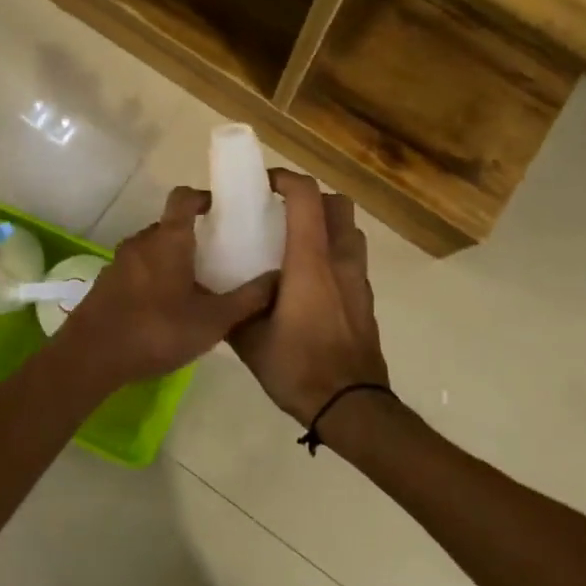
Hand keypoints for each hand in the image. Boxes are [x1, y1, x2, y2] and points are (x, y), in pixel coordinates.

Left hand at [52, 187, 276, 390]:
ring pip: (153, 250)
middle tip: (218, 257)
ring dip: (172, 260)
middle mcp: (141, 242)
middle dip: (193, 236)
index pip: (183, 197)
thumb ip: (247, 300)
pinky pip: (137, 270)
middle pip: (169, 226)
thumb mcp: (212, 321)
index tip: (221, 210)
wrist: (90, 357)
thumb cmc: (156, 330)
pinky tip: (166, 308)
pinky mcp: (106, 283)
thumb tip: (278, 278)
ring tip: (196, 286)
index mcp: (168, 239)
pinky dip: (154, 278)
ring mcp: (119, 262)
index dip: (203, 197)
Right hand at [229, 170, 388, 424]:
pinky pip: (352, 260)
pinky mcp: (365, 301)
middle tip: (283, 214)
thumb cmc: (298, 367)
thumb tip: (220, 293)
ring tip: (296, 245)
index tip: (263, 184)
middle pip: (338, 205)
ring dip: (327, 226)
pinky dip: (334, 254)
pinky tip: (311, 282)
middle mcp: (340, 261)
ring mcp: (358, 281)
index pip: (307, 198)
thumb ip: (235, 308)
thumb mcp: (250, 339)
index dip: (286, 179)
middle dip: (312, 198)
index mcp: (310, 262)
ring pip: (350, 231)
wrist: (351, 406)